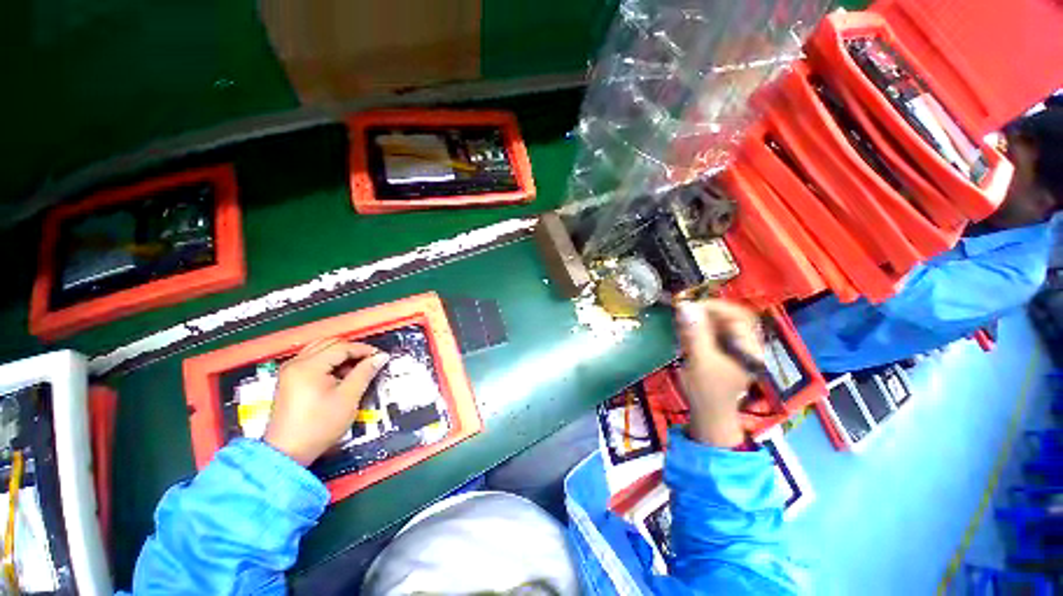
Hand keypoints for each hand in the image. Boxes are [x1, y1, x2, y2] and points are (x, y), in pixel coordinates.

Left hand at [263, 339, 390, 465]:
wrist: (288, 453)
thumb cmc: (319, 426)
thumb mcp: (348, 398)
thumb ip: (365, 373)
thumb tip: (380, 357)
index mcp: (308, 366)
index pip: (341, 347)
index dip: (364, 350)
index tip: (380, 357)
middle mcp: (295, 363)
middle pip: (329, 343)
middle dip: (352, 350)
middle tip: (369, 361)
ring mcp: (290, 371)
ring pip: (320, 349)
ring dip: (340, 354)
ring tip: (355, 368)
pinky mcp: (289, 380)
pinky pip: (312, 359)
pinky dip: (329, 361)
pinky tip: (339, 375)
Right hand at [674, 300, 762, 446]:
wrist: (707, 413)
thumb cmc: (706, 390)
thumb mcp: (700, 361)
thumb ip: (695, 333)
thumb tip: (685, 306)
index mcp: (750, 348)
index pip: (739, 315)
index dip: (716, 307)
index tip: (691, 306)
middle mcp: (745, 344)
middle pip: (728, 317)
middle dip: (704, 313)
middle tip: (683, 314)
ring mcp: (734, 347)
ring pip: (718, 323)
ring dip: (698, 321)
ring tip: (681, 326)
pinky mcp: (721, 350)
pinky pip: (710, 332)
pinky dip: (696, 329)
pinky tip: (684, 335)